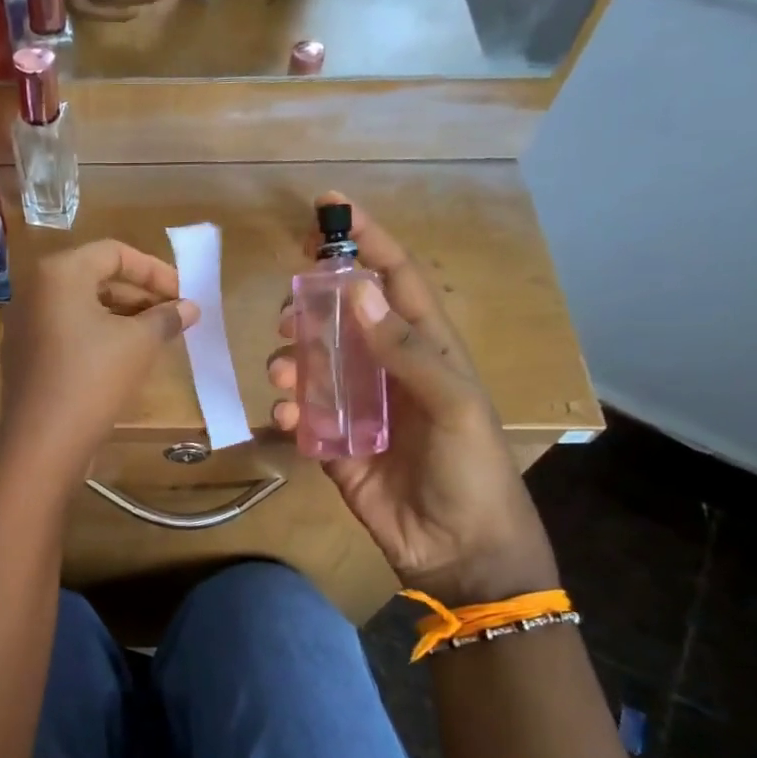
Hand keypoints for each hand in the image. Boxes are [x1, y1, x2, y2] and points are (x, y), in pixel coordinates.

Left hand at [0, 240, 198, 480]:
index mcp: (58, 273)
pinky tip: (124, 357)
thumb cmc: (93, 379)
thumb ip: (166, 317)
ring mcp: (23, 324)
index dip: (154, 270)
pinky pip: (66, 330)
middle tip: (173, 315)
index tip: (183, 294)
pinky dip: (97, 334)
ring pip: (81, 306)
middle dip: (139, 294)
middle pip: (95, 277)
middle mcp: (34, 290)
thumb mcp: (139, 344)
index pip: (114, 252)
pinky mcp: (24, 354)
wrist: (42, 443)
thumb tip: (190, 307)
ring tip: (155, 336)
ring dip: (121, 316)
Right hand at [267, 195, 557, 607]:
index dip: (366, 239)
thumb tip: (355, 287)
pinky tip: (292, 419)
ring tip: (285, 372)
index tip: (328, 207)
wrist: (458, 550)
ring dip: (293, 360)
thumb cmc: (471, 470)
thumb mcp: (453, 403)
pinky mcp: (334, 444)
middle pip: (341, 316)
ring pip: (314, 363)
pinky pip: (305, 415)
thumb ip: (404, 349)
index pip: (394, 278)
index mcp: (426, 347)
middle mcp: (387, 368)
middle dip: (311, 306)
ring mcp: (358, 407)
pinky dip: (292, 410)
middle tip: (288, 314)